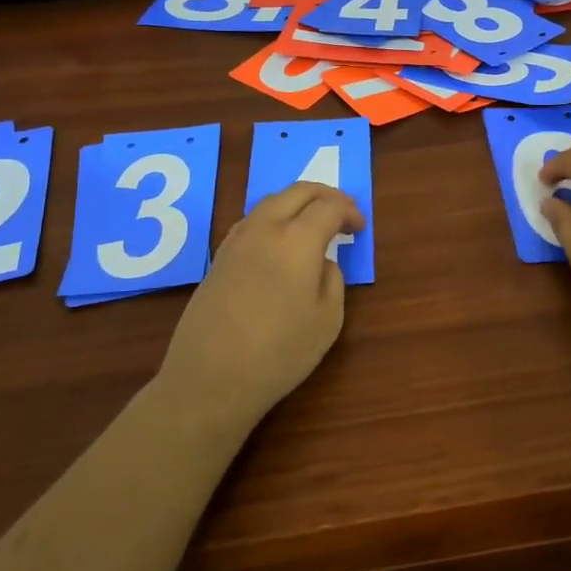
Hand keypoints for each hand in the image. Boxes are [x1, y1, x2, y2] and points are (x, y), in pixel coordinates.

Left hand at [156, 181, 364, 436]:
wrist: (210, 379)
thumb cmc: (278, 353)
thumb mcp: (327, 321)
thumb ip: (332, 280)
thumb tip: (321, 263)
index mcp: (297, 240)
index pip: (328, 207)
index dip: (349, 212)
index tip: (360, 226)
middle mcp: (265, 229)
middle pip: (297, 192)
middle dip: (325, 195)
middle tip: (343, 210)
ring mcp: (237, 241)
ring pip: (271, 202)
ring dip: (297, 202)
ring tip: (313, 219)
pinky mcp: (219, 258)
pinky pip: (252, 220)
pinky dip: (273, 217)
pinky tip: (279, 239)